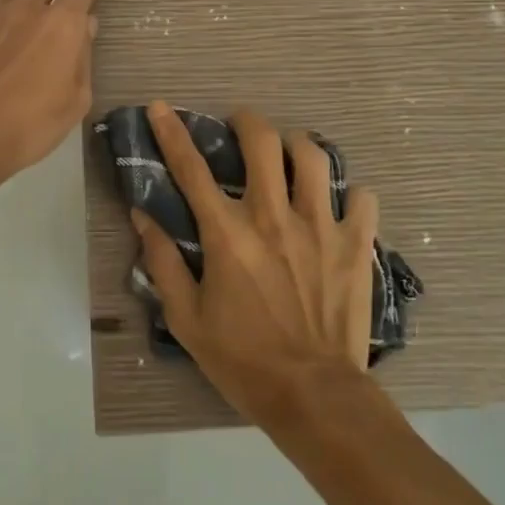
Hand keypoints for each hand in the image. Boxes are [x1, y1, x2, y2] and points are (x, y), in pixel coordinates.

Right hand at [132, 102, 377, 427]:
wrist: (314, 398)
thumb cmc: (243, 360)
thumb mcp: (186, 318)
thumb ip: (162, 262)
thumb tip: (143, 216)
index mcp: (228, 234)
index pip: (192, 168)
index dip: (172, 133)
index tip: (161, 107)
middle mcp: (273, 217)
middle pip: (262, 141)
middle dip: (246, 121)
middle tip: (240, 127)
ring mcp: (320, 226)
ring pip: (313, 156)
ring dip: (296, 146)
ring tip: (289, 155)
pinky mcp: (356, 244)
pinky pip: (362, 198)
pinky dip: (350, 194)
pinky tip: (339, 205)